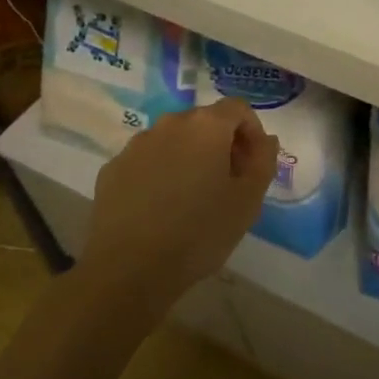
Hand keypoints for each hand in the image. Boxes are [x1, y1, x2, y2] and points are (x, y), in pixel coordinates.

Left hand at [79, 100, 278, 311]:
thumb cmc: (199, 232)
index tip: (254, 163)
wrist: (128, 270)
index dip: (252, 131)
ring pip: (173, 140)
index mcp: (206, 126)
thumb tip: (265, 140)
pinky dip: (159, 173)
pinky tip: (160, 208)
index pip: (238, 108)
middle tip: (229, 182)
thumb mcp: (248, 200)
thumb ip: (264, 161)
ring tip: (192, 197)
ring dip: (189, 157)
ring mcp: (136, 145)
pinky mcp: (112, 169)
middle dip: (221, 144)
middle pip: (204, 122)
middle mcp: (170, 123)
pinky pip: (146, 161)